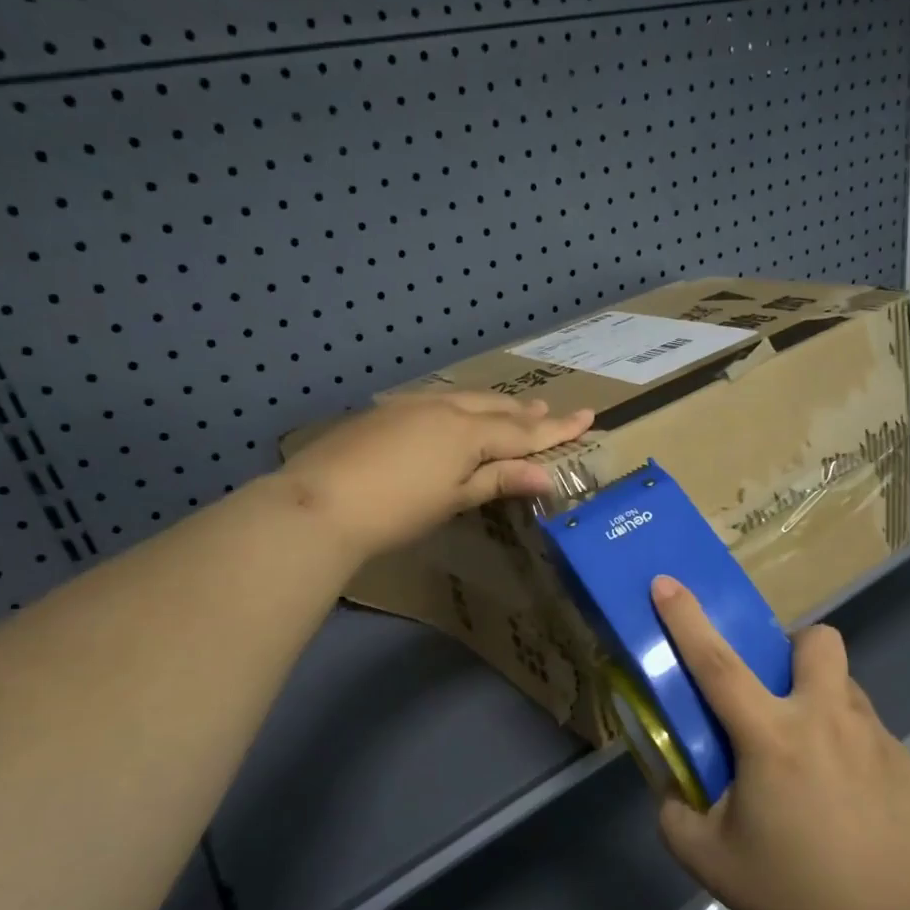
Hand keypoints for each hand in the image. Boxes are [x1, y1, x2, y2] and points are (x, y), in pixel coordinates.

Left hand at [275, 392, 593, 559]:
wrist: (321, 502)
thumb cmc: (397, 510)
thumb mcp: (454, 498)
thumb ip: (499, 479)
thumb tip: (546, 474)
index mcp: (468, 432)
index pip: (524, 431)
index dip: (557, 428)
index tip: (589, 416)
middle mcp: (445, 409)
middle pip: (496, 408)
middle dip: (525, 412)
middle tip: (549, 410)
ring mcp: (411, 406)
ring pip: (465, 399)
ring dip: (493, 405)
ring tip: (512, 407)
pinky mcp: (385, 413)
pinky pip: (438, 402)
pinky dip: (460, 407)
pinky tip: (455, 413)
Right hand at [650, 576, 909, 909]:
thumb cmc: (799, 891)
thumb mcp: (712, 863)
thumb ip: (676, 817)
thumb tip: (673, 789)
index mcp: (772, 736)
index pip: (717, 663)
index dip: (686, 618)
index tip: (666, 581)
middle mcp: (825, 718)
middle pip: (815, 640)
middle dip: (791, 649)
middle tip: (777, 697)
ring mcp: (873, 734)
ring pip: (842, 684)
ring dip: (819, 699)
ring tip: (810, 759)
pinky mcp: (905, 758)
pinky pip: (866, 728)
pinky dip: (846, 743)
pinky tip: (847, 799)